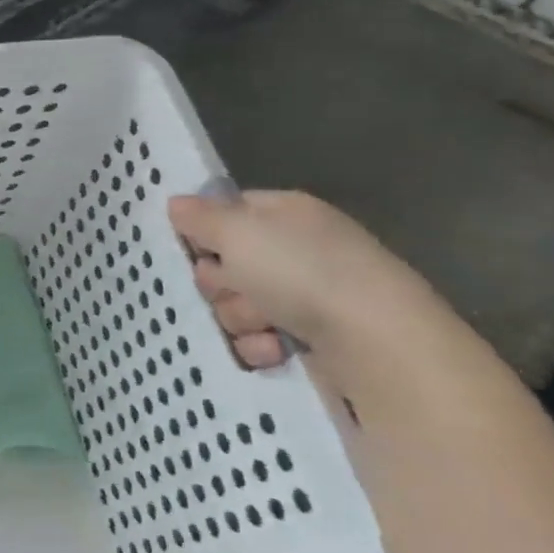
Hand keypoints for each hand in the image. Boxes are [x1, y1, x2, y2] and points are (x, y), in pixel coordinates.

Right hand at [168, 190, 446, 371]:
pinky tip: (278, 349)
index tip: (195, 248)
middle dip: (221, 282)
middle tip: (237, 287)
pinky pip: (258, 339)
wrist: (378, 345)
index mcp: (284, 213)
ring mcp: (305, 296)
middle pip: (224, 263)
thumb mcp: (238, 232)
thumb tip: (175, 203)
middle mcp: (296, 250)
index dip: (205, 230)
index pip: (227, 211)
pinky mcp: (310, 339)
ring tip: (266, 324)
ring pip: (236, 305)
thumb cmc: (303, 273)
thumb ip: (200, 217)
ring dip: (240, 317)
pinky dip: (260, 346)